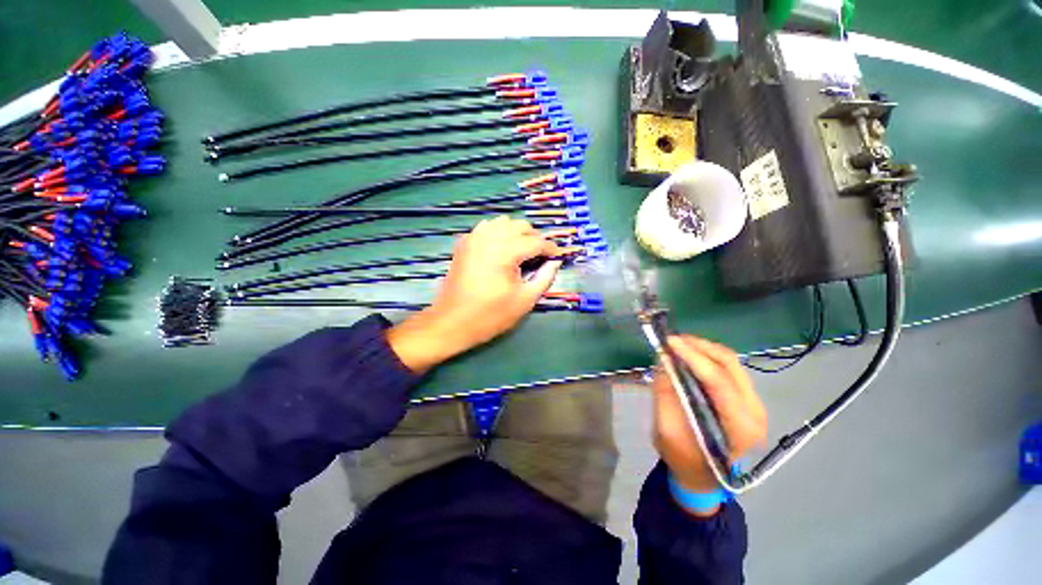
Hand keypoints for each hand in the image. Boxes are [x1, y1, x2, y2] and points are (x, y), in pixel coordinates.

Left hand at [388, 216, 561, 372]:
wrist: (452, 322)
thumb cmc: (491, 315)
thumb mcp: (525, 300)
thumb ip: (545, 278)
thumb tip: (555, 262)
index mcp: (506, 251)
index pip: (537, 242)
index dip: (551, 248)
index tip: (559, 257)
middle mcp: (489, 237)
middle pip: (521, 226)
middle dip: (535, 238)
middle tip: (541, 257)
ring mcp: (474, 237)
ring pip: (503, 222)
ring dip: (517, 233)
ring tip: (522, 251)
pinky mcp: (464, 243)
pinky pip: (487, 228)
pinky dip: (499, 233)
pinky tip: (501, 249)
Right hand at [651, 336, 766, 513]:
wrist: (702, 475)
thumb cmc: (683, 458)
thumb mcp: (666, 430)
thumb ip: (665, 393)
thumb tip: (663, 359)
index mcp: (739, 428)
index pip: (719, 382)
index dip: (693, 357)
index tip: (669, 342)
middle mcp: (754, 412)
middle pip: (730, 365)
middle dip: (699, 346)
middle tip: (672, 340)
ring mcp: (754, 403)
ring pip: (731, 362)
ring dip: (703, 348)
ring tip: (678, 344)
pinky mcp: (746, 398)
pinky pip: (728, 368)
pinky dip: (707, 356)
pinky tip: (689, 355)